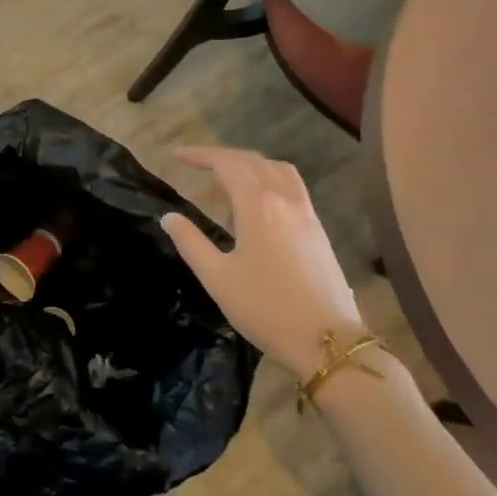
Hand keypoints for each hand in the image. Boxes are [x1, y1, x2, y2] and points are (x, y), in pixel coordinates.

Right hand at [160, 146, 373, 378]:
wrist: (327, 340)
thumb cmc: (265, 308)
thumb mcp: (217, 278)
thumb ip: (190, 243)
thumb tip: (169, 217)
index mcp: (257, 205)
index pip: (226, 164)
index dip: (199, 155)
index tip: (175, 155)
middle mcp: (284, 198)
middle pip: (251, 161)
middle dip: (221, 157)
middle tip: (194, 164)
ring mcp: (306, 211)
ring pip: (276, 169)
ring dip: (248, 164)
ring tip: (226, 179)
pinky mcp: (318, 228)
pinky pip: (291, 185)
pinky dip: (268, 178)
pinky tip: (257, 202)